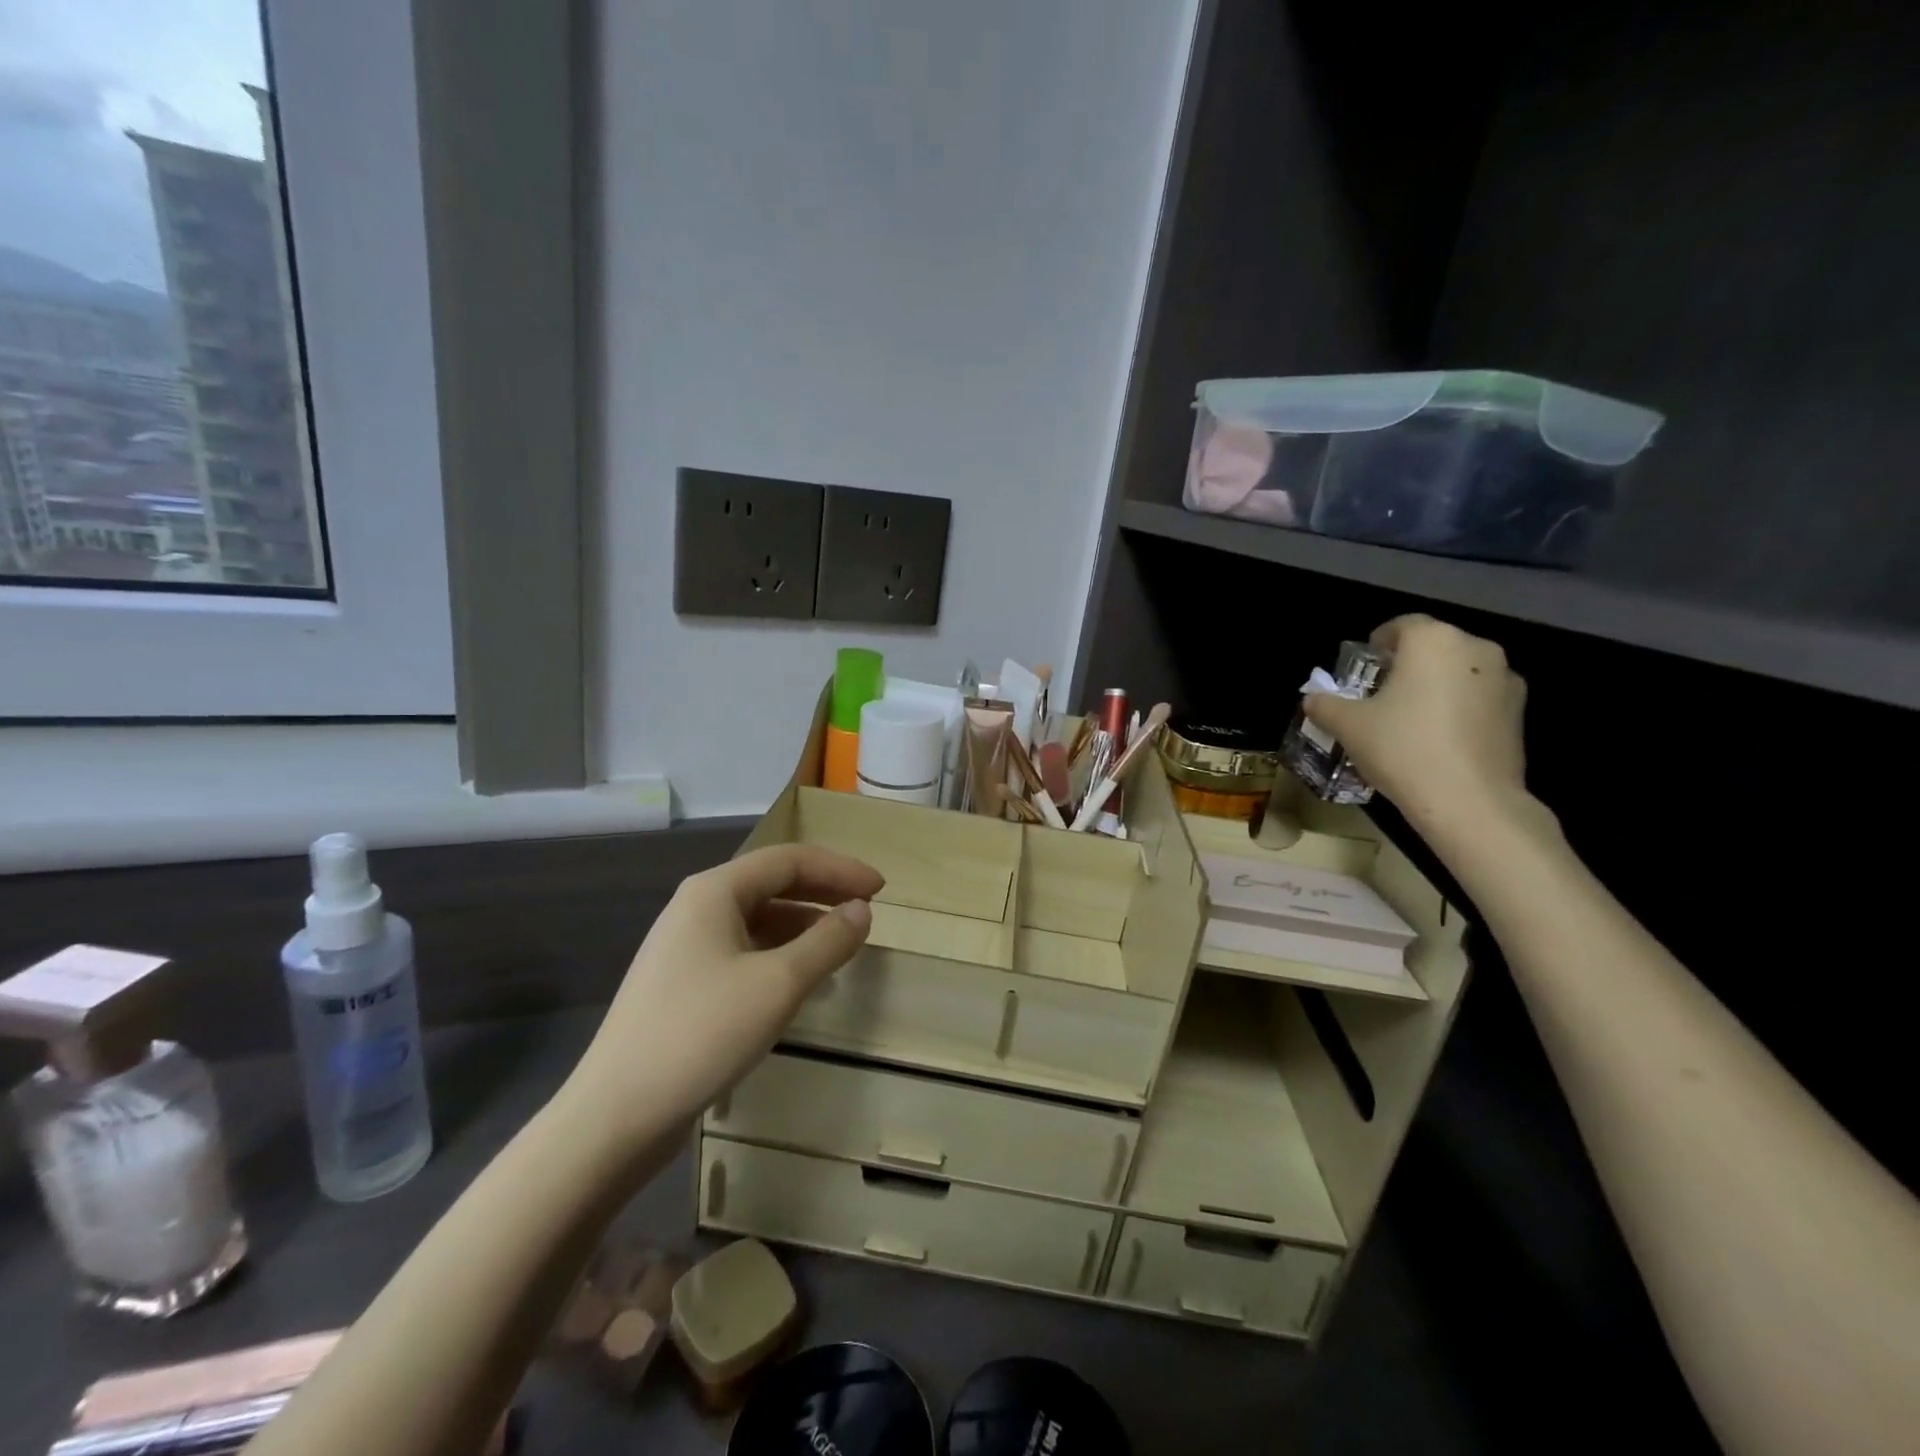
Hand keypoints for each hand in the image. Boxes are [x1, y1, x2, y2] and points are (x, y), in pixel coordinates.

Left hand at [565, 845, 882, 1146]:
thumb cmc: (702, 1034)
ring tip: (841, 944)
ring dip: (803, 924)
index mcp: (714, 891)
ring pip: (757, 918)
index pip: (789, 860)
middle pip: (771, 883)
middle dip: (823, 892)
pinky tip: (798, 979)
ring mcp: (684, 946)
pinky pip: (742, 949)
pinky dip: (779, 953)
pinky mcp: (681, 983)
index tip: (881, 889)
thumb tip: (861, 911)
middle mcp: (696, 907)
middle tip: (867, 909)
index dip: (839, 869)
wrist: (615, 1116)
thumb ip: (828, 941)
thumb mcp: (779, 984)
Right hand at [1305, 615, 1530, 833]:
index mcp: (1433, 641)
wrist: (1469, 801)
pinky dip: (1459, 708)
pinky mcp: (1520, 713)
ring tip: (1411, 719)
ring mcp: (1505, 680)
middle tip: (1381, 694)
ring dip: (1436, 685)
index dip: (1378, 642)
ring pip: (1459, 671)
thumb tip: (1312, 699)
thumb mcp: (1348, 726)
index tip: (1364, 667)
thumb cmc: (1402, 748)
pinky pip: (1479, 698)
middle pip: (1434, 646)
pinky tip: (1439, 739)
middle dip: (1408, 664)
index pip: (1401, 625)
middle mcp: (1475, 649)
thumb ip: (1326, 705)